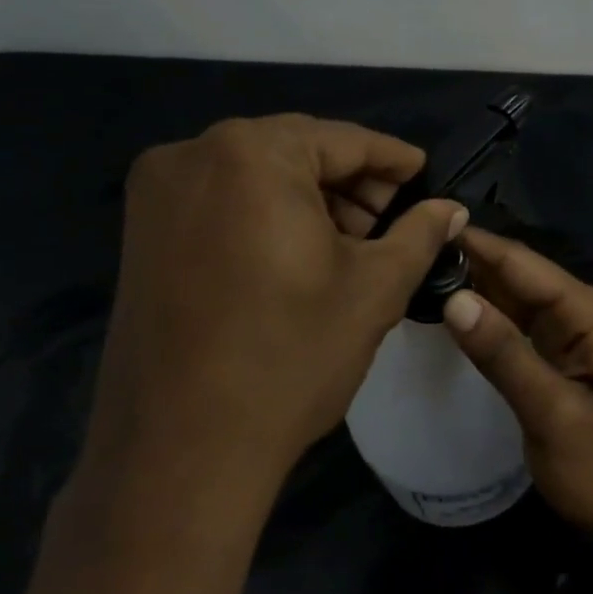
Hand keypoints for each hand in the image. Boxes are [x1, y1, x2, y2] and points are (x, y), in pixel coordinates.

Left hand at [85, 115, 464, 490]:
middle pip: (297, 151)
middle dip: (351, 183)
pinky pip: (222, 200)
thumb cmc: (290, 357)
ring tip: (352, 243)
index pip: (343, 140)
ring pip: (258, 174)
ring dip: (309, 199)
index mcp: (252, 154)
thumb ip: (419, 232)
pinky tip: (299, 253)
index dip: (393, 160)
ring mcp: (158, 192)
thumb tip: (451, 208)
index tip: (425, 177)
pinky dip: (267, 215)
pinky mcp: (140, 231)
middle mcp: (194, 153)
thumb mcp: (375, 288)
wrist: (180, 452)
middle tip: (392, 221)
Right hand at [441, 229, 592, 552]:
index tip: (419, 228)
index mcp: (587, 313)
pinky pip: (519, 329)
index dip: (472, 243)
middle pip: (515, 276)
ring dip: (473, 290)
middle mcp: (580, 313)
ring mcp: (572, 338)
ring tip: (415, 277)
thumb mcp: (555, 416)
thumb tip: (454, 298)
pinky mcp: (562, 362)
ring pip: (514, 301)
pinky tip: (451, 318)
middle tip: (404, 256)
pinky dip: (487, 322)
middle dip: (467, 263)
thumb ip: (505, 355)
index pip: (519, 262)